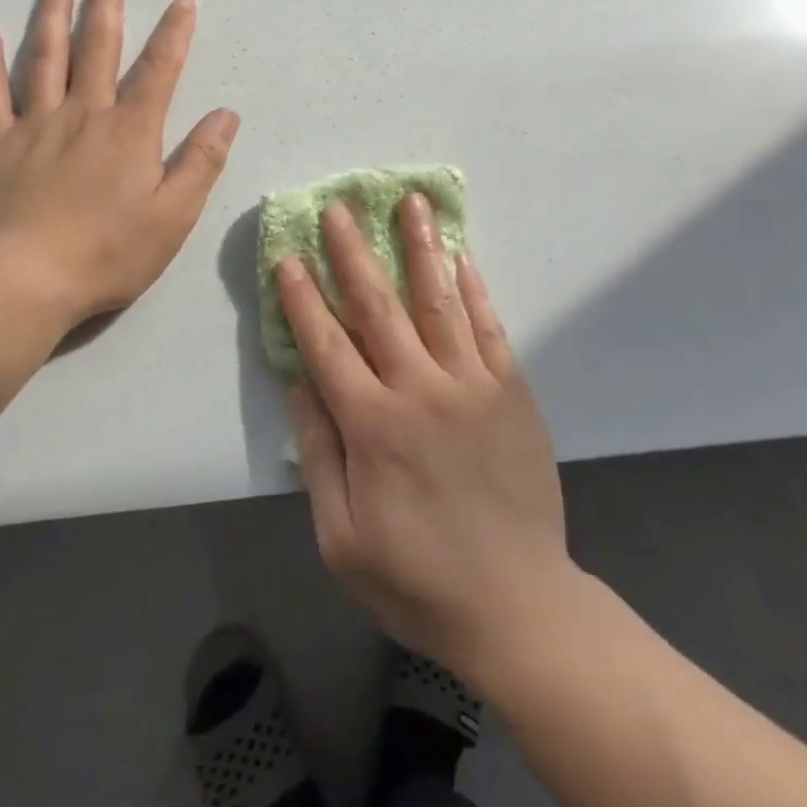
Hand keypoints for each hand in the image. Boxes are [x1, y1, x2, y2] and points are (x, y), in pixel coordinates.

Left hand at [0, 0, 239, 334]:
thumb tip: (226, 114)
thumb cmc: (110, 252)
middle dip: (107, 5)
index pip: (159, 70)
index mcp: (131, 130)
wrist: (27, 281)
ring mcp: (35, 124)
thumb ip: (201, 161)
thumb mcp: (175, 215)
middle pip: (98, 47)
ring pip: (44, 56)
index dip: (174, 34)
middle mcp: (84, 113)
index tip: (183, 1)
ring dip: (53, 14)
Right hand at [280, 196, 575, 684]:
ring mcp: (473, 385)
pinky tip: (461, 255)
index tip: (288, 257)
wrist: (518, 603)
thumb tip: (300, 383)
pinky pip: (489, 328)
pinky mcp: (512, 390)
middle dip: (353, 252)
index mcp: (372, 426)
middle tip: (339, 206)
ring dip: (420, 248)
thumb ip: (317, 454)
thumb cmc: (417, 578)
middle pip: (378, 307)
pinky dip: (474, 289)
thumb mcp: (341, 536)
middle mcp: (421, 390)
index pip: (327, 345)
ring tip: (410, 203)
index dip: (303, 298)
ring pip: (438, 302)